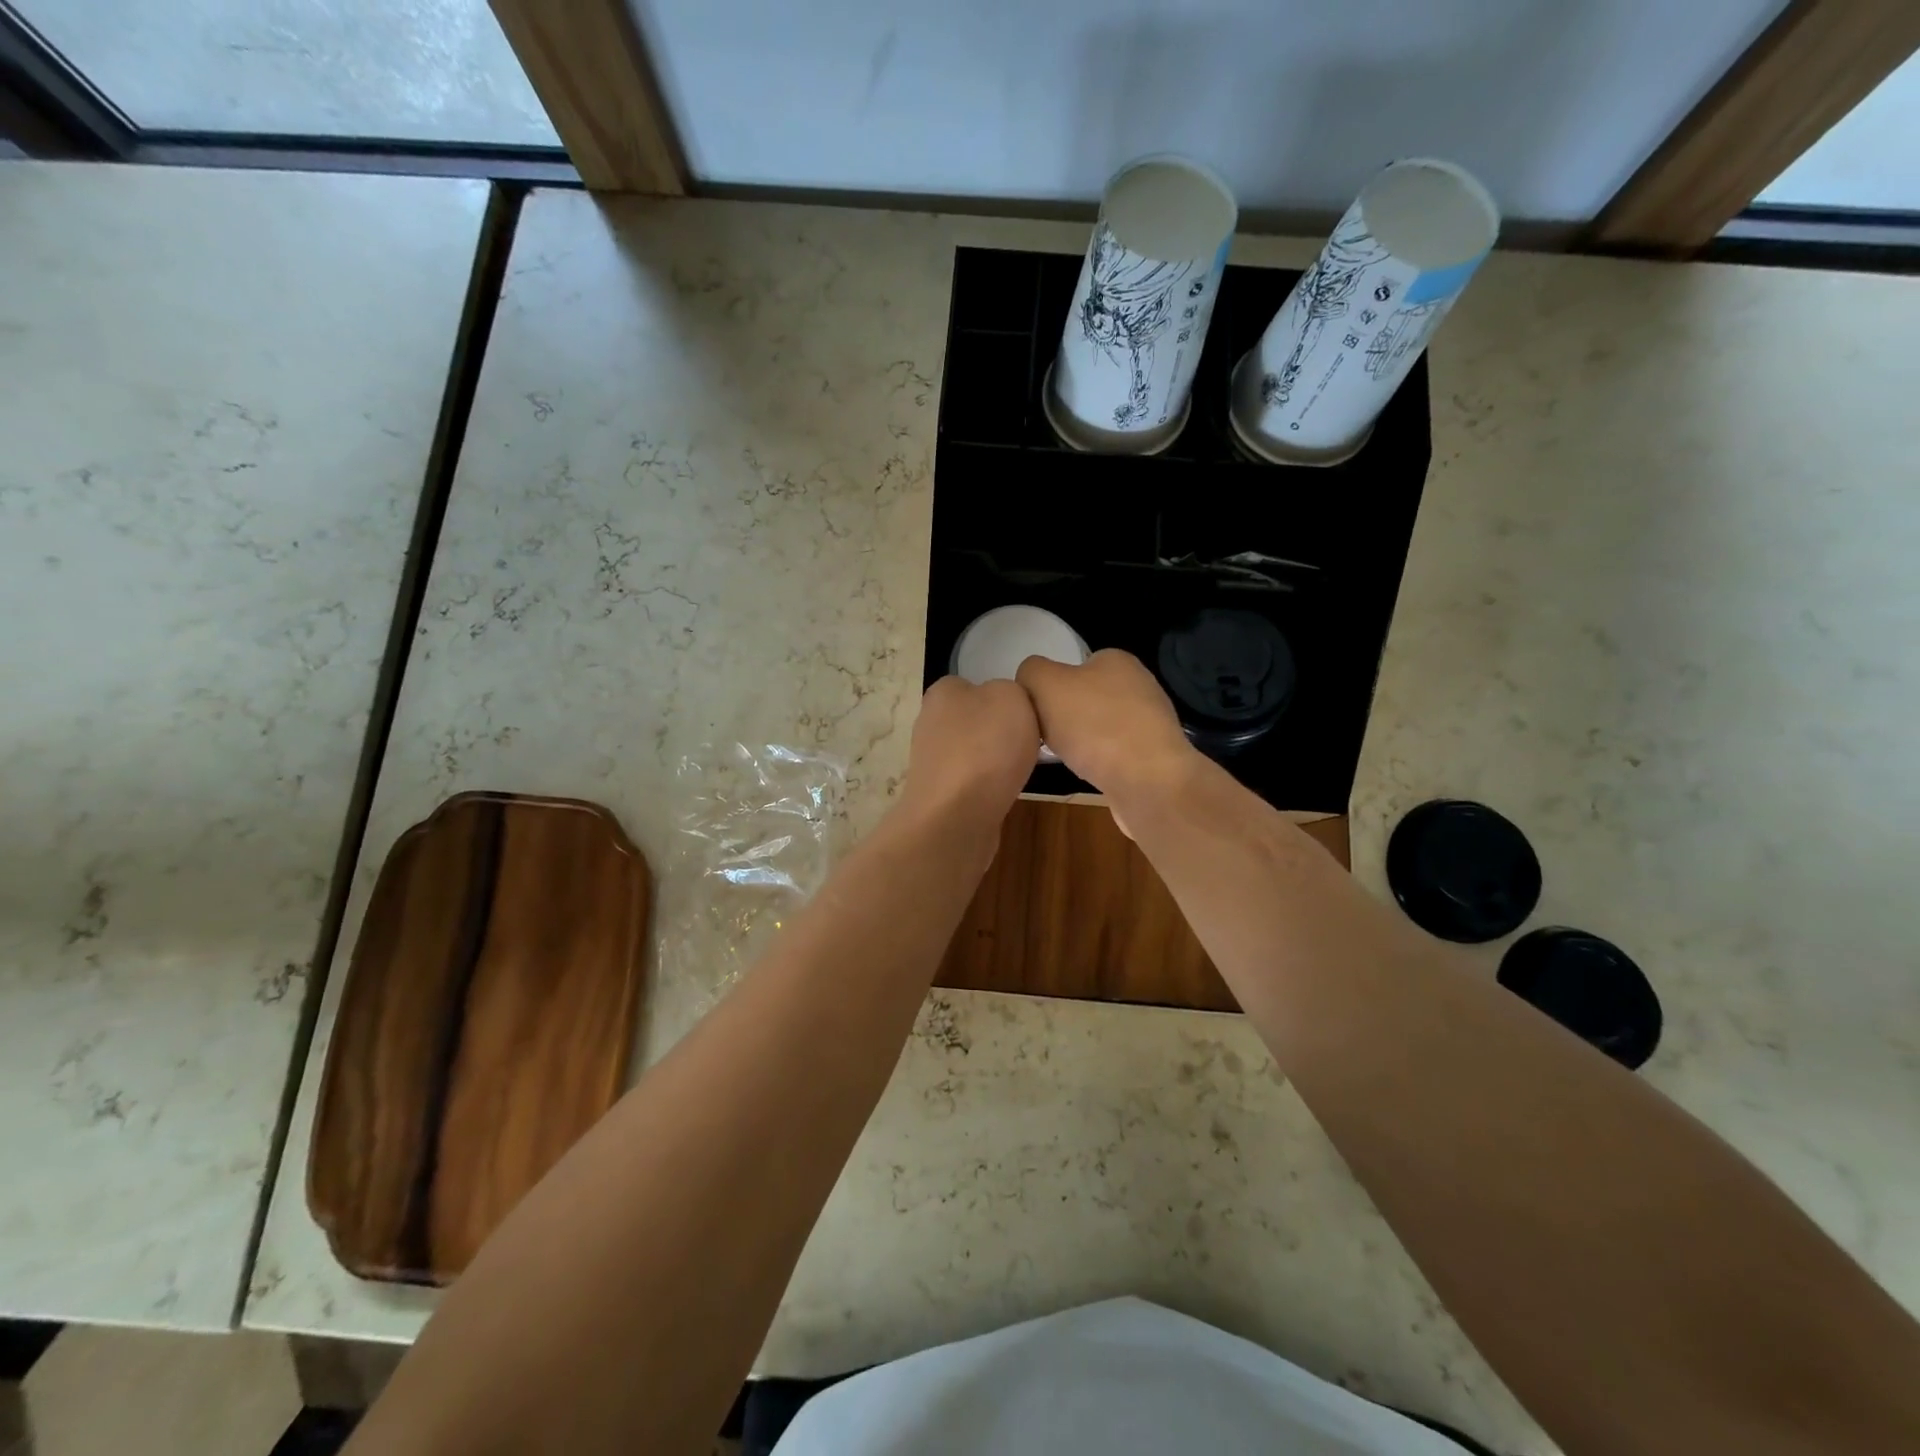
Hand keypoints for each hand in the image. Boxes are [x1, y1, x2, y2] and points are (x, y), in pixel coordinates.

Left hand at [901, 676, 1039, 827]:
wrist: (956, 818)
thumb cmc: (985, 747)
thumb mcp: (1012, 696)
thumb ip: (1011, 690)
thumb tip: (1005, 704)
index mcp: (943, 692)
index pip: (975, 684)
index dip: (1005, 696)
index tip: (1028, 712)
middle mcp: (931, 723)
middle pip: (977, 720)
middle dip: (1001, 731)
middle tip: (1031, 741)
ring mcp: (933, 762)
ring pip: (976, 752)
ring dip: (997, 761)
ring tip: (1022, 769)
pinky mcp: (940, 795)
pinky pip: (973, 782)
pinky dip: (990, 786)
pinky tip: (1006, 793)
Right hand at [1016, 649, 1197, 806]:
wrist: (1147, 781)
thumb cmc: (1094, 725)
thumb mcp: (1045, 684)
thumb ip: (1031, 672)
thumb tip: (1030, 678)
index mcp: (1117, 660)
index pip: (1076, 664)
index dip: (1052, 686)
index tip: (1038, 710)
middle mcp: (1139, 684)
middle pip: (1087, 697)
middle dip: (1065, 716)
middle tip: (1045, 734)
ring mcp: (1150, 721)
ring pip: (1101, 727)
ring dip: (1082, 741)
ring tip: (1066, 757)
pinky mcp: (1155, 755)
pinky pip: (1115, 753)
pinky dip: (1100, 762)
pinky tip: (1090, 774)